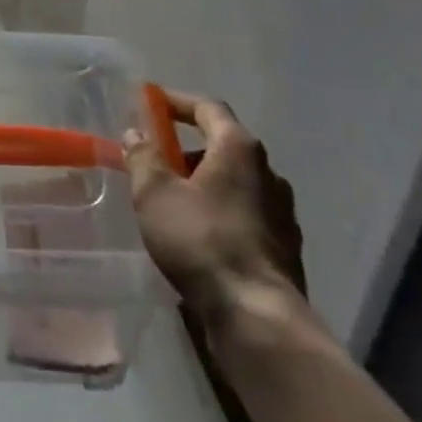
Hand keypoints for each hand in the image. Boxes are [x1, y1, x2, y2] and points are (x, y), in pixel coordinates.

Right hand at [124, 91, 305, 317]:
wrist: (259, 319)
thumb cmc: (202, 241)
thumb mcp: (155, 194)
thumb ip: (143, 157)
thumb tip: (135, 133)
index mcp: (239, 148)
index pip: (208, 107)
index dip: (177, 102)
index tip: (151, 103)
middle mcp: (268, 172)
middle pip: (224, 145)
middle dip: (188, 149)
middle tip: (158, 160)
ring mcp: (282, 212)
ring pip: (237, 183)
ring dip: (206, 183)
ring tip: (174, 202)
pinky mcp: (286, 248)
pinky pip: (247, 214)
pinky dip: (222, 213)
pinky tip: (201, 236)